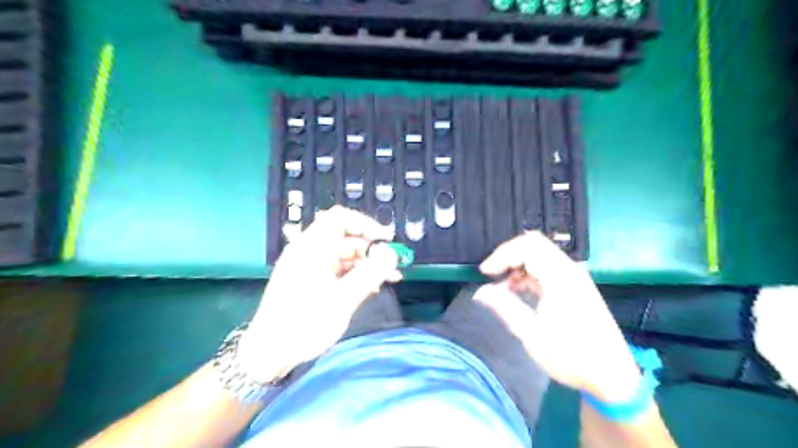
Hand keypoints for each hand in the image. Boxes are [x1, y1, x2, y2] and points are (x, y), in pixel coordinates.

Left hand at [234, 209, 398, 383]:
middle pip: (345, 237)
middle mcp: (309, 251)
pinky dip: (356, 274)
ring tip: (389, 278)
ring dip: (367, 263)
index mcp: (311, 248)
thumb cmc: (303, 324)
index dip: (366, 223)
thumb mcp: (342, 300)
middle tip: (391, 265)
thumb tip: (392, 254)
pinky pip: (338, 268)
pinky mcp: (311, 280)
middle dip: (371, 248)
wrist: (269, 353)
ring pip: (345, 254)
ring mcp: (310, 266)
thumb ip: (369, 274)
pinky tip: (371, 287)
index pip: (340, 218)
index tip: (386, 239)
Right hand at [476, 233, 643, 400]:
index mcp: (561, 278)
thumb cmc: (572, 357)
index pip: (527, 247)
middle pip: (534, 244)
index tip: (484, 273)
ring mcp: (574, 277)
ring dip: (518, 265)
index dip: (502, 255)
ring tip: (503, 288)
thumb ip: (505, 308)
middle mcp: (569, 270)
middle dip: (508, 256)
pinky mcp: (575, 286)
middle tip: (492, 274)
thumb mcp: (533, 336)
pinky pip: (547, 267)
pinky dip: (528, 273)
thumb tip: (480, 292)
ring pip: (540, 255)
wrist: (612, 376)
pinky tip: (519, 292)